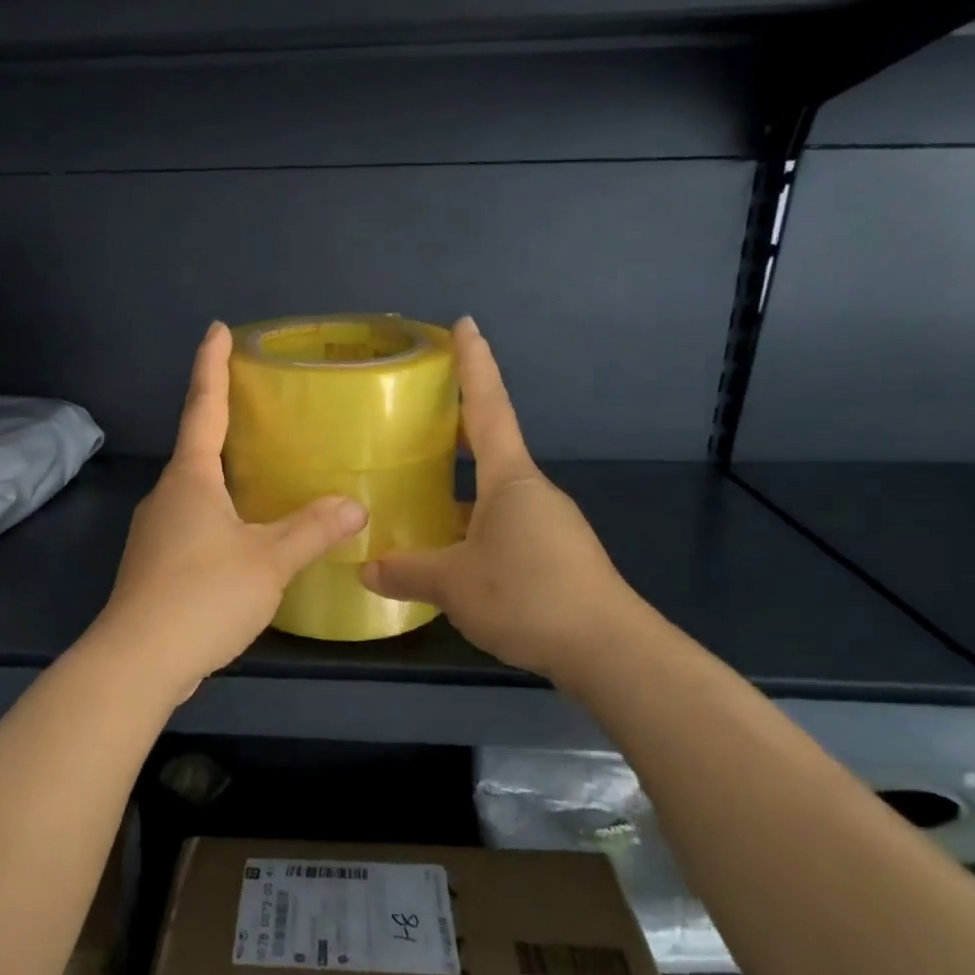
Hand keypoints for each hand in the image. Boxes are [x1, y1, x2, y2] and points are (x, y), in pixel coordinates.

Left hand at [90, 323, 368, 698]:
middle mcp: (167, 495)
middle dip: (224, 421)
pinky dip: (220, 514)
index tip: (217, 328)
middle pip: (198, 447)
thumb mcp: (268, 561)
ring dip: (224, 475)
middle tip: (261, 406)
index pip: (203, 406)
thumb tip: (356, 504)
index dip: (212, 365)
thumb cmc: (202, 596)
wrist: (136, 663)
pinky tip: (244, 535)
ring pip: (196, 490)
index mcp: (190, 478)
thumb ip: (313, 530)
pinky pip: (193, 523)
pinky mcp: (155, 565)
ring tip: (263, 472)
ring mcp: (155, 531)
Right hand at [360, 317, 640, 679]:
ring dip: (461, 485)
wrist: (609, 650)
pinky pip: (503, 524)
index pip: (487, 407)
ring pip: (494, 492)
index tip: (465, 324)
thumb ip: (407, 571)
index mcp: (510, 479)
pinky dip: (473, 523)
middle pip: (490, 444)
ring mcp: (547, 523)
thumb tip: (364, 569)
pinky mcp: (555, 555)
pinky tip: (449, 548)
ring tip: (419, 489)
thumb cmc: (528, 595)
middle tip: (421, 408)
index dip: (475, 364)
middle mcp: (531, 491)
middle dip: (458, 423)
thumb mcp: (454, 584)